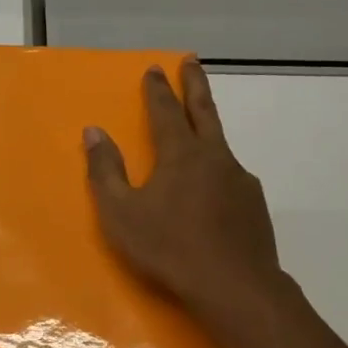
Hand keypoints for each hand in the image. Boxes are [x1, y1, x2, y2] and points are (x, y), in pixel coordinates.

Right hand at [83, 60, 288, 330]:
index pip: (165, 112)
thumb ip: (106, 171)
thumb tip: (93, 132)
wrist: (234, 286)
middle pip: (203, 111)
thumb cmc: (168, 248)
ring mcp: (240, 180)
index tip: (154, 68)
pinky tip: (212, 188)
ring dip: (208, 126)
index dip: (157, 90)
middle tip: (191, 61)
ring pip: (220, 144)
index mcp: (180, 155)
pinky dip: (217, 169)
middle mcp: (214, 158)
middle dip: (194, 84)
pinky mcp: (253, 205)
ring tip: (199, 127)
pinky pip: (230, 176)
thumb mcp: (121, 213)